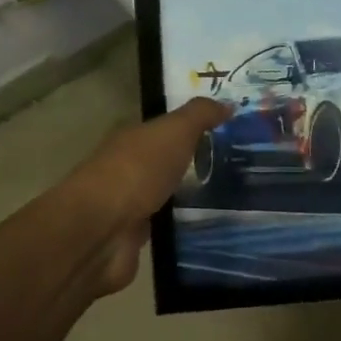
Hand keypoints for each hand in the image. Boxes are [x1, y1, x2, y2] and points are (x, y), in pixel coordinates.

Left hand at [67, 97, 228, 293]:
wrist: (101, 231)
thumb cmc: (137, 172)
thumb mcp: (174, 132)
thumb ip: (199, 115)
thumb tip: (228, 103)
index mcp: (133, 139)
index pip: (166, 128)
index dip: (195, 127)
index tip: (229, 132)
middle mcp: (129, 168)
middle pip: (167, 161)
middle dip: (196, 162)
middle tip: (239, 166)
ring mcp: (129, 204)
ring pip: (166, 194)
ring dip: (191, 196)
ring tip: (233, 198)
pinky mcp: (135, 237)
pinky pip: (166, 225)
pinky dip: (183, 225)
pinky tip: (210, 225)